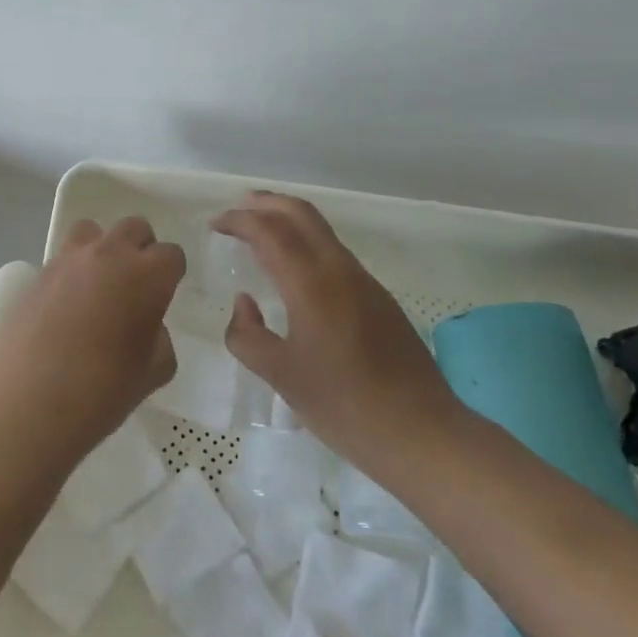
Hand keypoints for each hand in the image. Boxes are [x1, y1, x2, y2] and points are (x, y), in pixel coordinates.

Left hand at [0, 216, 182, 454]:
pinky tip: (66, 306)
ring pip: (93, 230)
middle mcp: (110, 254)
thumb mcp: (153, 372)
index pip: (171, 255)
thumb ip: (159, 339)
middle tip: (136, 284)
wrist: (29, 399)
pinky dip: (71, 272)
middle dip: (140, 248)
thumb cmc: (103, 390)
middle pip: (134, 227)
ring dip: (102, 248)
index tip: (164, 295)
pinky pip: (62, 258)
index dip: (171, 274)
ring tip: (98, 284)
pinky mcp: (37, 273)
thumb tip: (146, 326)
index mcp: (147, 275)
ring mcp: (69, 260)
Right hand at [213, 192, 463, 468]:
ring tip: (260, 233)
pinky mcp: (379, 299)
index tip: (215, 224)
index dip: (239, 221)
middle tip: (237, 211)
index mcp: (312, 284)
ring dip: (288, 221)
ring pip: (322, 231)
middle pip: (301, 214)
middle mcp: (340, 270)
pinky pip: (334, 253)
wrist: (422, 432)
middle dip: (267, 204)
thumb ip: (248, 335)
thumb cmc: (344, 405)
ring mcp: (365, 282)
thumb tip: (243, 302)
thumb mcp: (281, 376)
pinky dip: (306, 243)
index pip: (269, 231)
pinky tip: (294, 271)